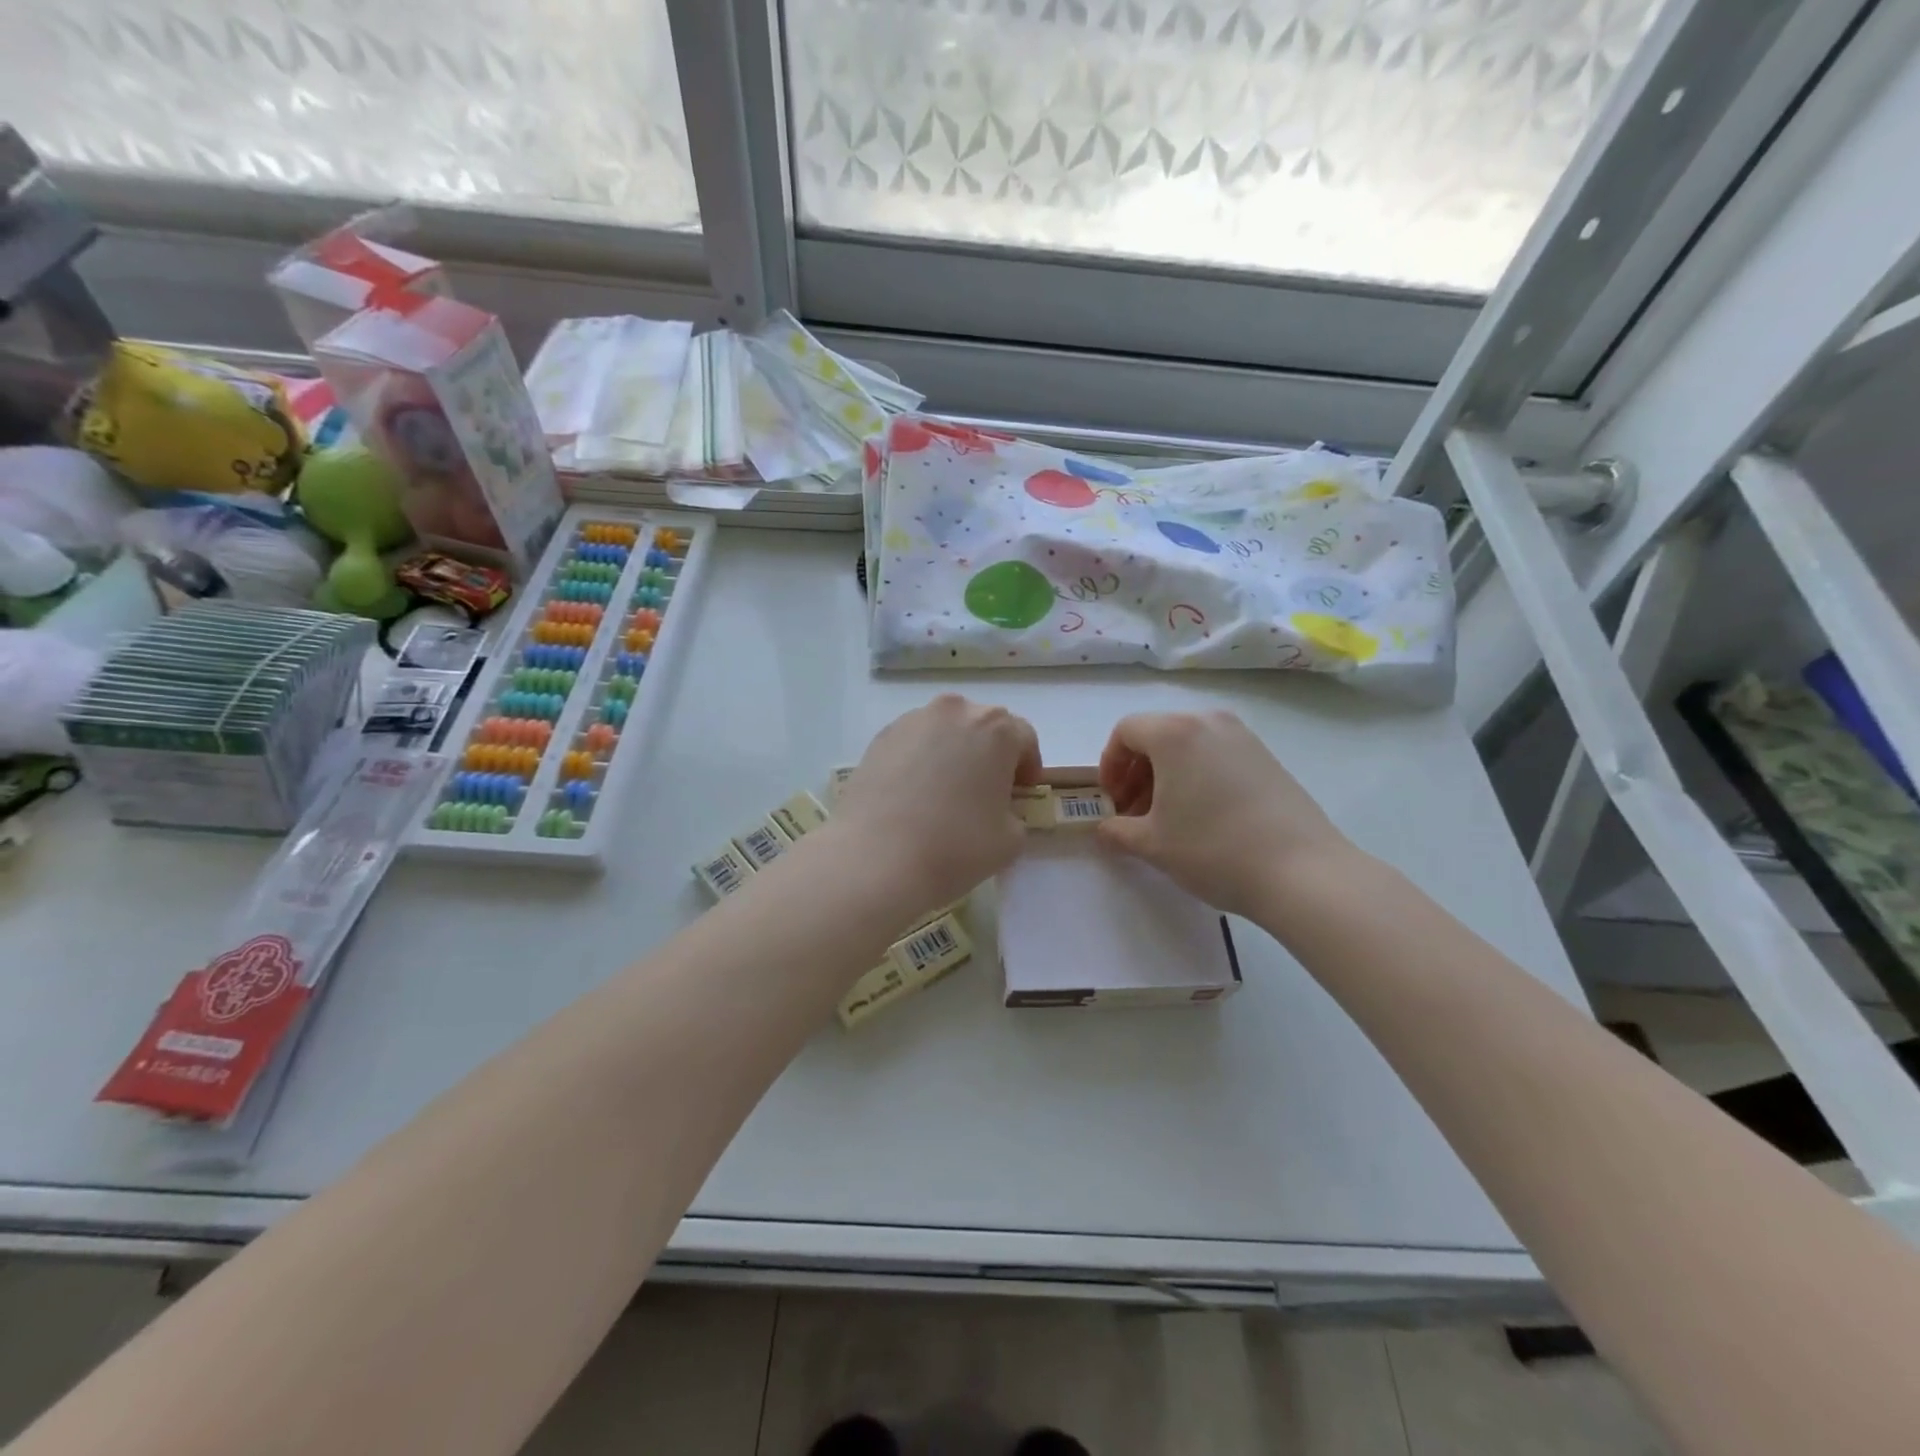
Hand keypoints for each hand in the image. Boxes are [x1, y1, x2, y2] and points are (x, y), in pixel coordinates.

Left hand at [830, 695, 1041, 917]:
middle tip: (986, 790)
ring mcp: (912, 721)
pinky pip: (913, 743)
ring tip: (946, 792)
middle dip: (990, 753)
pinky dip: (921, 760)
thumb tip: (997, 810)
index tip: (1021, 792)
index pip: (1024, 737)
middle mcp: (955, 711)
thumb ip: (1014, 814)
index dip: (1028, 765)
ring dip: (953, 752)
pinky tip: (914, 795)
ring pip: (945, 730)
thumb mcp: (1011, 840)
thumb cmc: (955, 846)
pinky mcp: (880, 737)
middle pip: (983, 726)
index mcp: (995, 729)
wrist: (876, 857)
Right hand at [1096, 710, 1348, 917]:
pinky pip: (1217, 755)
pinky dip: (1197, 776)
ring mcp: (1244, 738)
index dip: (1109, 764)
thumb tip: (1105, 829)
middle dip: (1137, 771)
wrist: (1303, 872)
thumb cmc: (1214, 849)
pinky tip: (1203, 818)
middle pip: (1158, 734)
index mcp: (1175, 733)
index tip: (1111, 800)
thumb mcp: (1152, 845)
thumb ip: (1117, 831)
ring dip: (1167, 775)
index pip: (1126, 731)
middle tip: (1133, 812)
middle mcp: (1210, 722)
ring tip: (1167, 818)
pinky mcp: (1268, 758)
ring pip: (1189, 745)